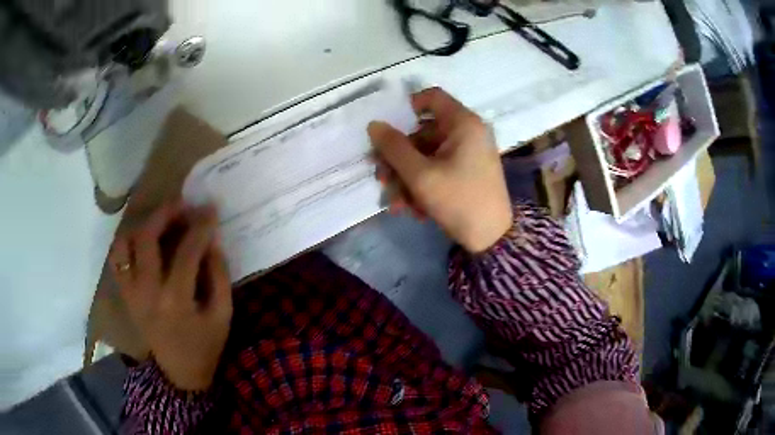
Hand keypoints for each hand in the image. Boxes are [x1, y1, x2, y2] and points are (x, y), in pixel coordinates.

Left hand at [109, 202, 232, 391]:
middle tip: (181, 204)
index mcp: (176, 300)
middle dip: (165, 213)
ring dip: (142, 225)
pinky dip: (126, 242)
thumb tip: (211, 239)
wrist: (180, 373)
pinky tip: (142, 239)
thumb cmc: (205, 345)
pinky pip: (117, 260)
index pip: (187, 251)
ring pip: (125, 243)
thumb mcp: (223, 314)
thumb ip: (218, 274)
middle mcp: (148, 292)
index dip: (200, 226)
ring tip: (160, 220)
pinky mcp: (126, 295)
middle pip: (147, 238)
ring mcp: (132, 293)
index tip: (210, 209)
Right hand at [368, 88, 512, 252]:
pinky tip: (414, 209)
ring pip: (427, 155)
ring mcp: (468, 153)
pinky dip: (423, 185)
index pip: (432, 97)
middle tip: (381, 179)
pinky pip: (438, 169)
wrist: (492, 239)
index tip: (388, 129)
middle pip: (423, 133)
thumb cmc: (459, 201)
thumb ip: (394, 148)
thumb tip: (374, 124)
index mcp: (463, 124)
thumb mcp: (420, 175)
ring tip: (397, 204)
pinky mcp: (467, 172)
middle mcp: (467, 133)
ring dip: (407, 178)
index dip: (406, 107)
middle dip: (398, 158)